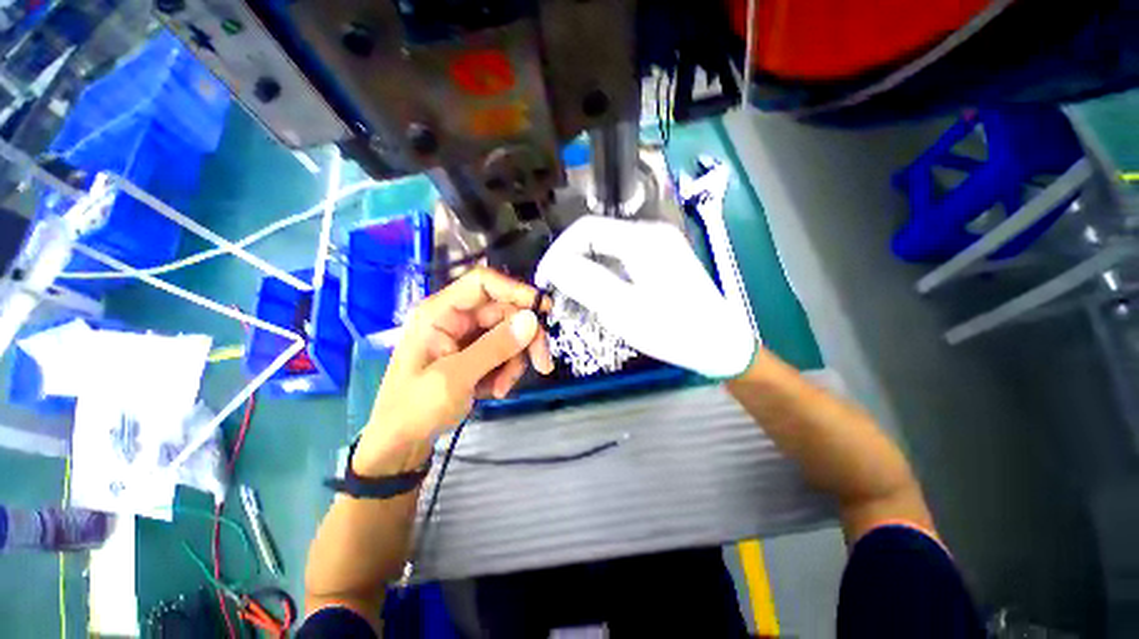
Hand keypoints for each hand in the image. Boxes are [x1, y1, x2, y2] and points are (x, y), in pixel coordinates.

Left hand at [354, 268, 552, 474]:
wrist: (400, 444)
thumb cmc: (414, 409)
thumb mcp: (454, 378)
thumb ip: (494, 347)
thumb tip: (532, 320)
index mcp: (440, 312)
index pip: (483, 283)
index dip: (516, 290)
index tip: (543, 310)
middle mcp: (456, 318)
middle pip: (505, 312)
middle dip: (525, 338)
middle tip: (543, 363)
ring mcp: (467, 337)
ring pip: (510, 334)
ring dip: (515, 361)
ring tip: (501, 389)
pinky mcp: (476, 353)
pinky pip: (505, 352)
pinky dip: (507, 371)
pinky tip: (494, 391)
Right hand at [534, 216, 754, 378]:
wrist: (720, 345)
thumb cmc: (673, 330)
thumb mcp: (623, 309)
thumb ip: (585, 282)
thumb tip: (553, 264)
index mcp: (642, 239)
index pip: (585, 229)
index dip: (558, 252)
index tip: (545, 281)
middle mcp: (651, 233)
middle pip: (596, 238)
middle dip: (571, 264)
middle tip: (560, 296)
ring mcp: (658, 246)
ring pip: (607, 250)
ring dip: (586, 272)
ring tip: (576, 301)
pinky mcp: (661, 260)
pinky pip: (621, 261)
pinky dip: (603, 277)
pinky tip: (600, 299)